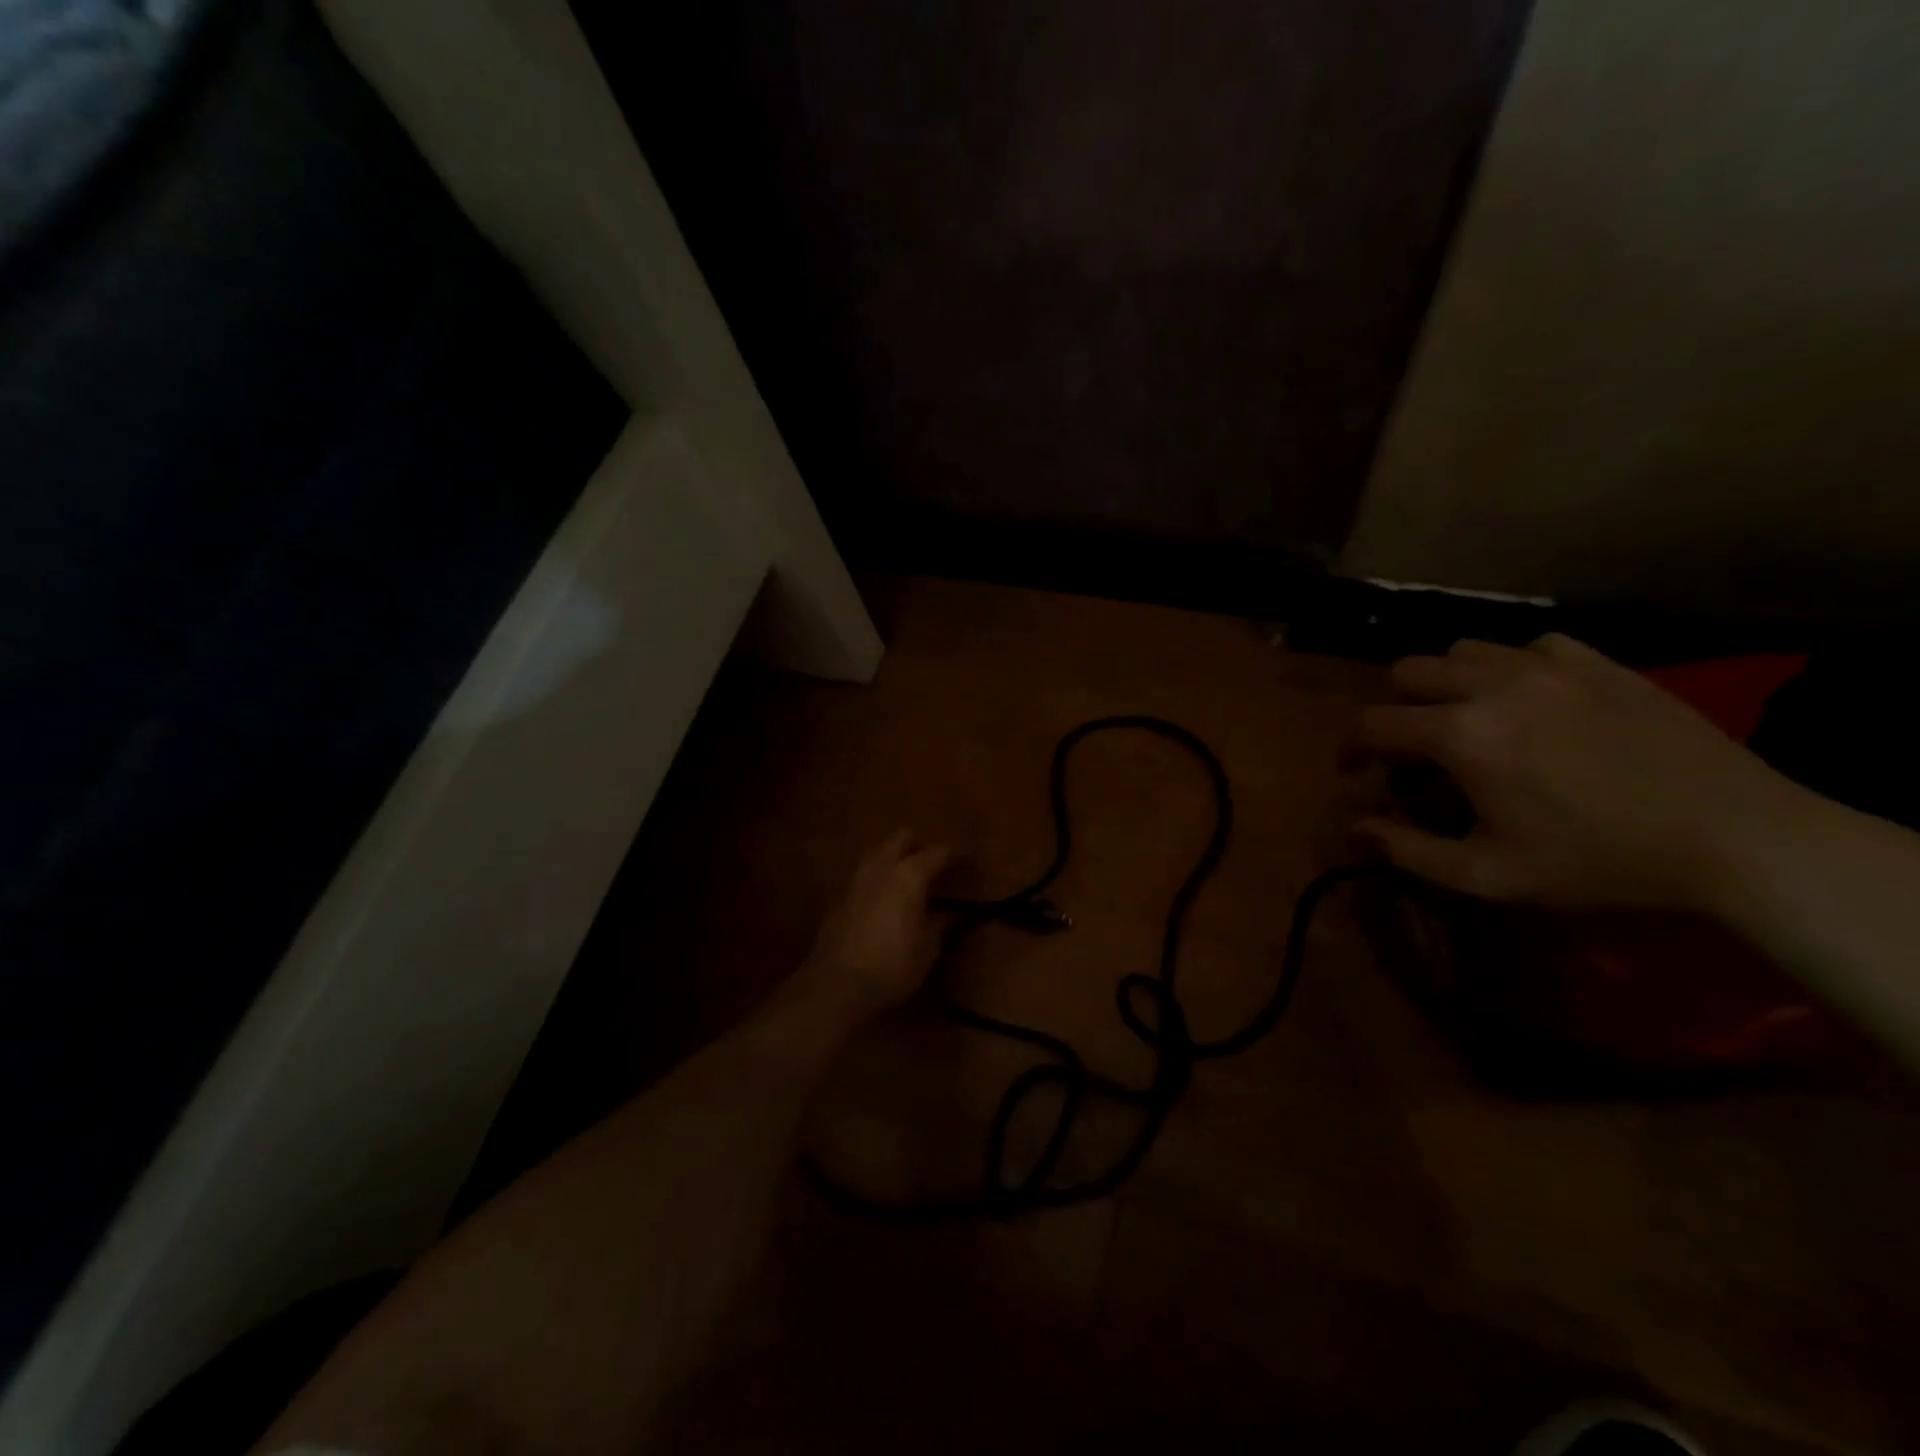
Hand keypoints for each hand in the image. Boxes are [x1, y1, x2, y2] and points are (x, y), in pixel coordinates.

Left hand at [804, 831, 957, 1014]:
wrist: (837, 984)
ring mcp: (856, 881)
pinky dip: (879, 880)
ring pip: (878, 852)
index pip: (938, 852)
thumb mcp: (928, 948)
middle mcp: (881, 868)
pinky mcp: (839, 898)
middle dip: (920, 844)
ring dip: (895, 858)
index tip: (968, 857)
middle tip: (934, 863)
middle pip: (902, 837)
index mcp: (909, 875)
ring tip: (909, 880)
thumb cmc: (893, 965)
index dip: (956, 852)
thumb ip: (940, 923)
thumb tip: (949, 913)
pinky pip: (864, 876)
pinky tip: (885, 902)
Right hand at [1350, 635, 1804, 910]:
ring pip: (1463, 650)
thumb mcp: (1489, 875)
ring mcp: (1549, 665)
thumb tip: (1355, 828)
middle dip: (1396, 708)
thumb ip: (1408, 851)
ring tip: (1469, 719)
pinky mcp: (1599, 662)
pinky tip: (1532, 702)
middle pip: (1407, 671)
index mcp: (1461, 735)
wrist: (1735, 837)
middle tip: (1415, 747)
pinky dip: (1510, 669)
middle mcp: (1493, 684)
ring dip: (1447, 683)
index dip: (1350, 748)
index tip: (1355, 770)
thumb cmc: (1598, 862)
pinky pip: (1528, 646)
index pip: (1371, 723)